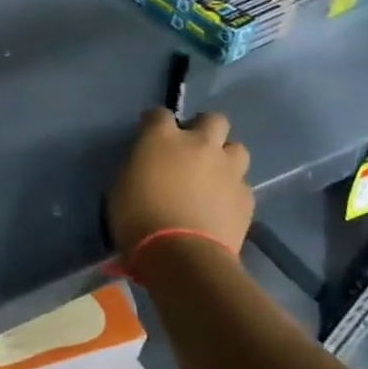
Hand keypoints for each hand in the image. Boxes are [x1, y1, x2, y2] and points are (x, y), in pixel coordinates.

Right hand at [108, 109, 253, 263]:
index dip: (153, 122)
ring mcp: (228, 169)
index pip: (159, 114)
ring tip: (212, 175)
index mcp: (161, 139)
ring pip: (236, 149)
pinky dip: (231, 189)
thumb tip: (148, 163)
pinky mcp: (246, 195)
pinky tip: (220, 205)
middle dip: (204, 129)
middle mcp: (200, 145)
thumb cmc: (137, 218)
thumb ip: (139, 165)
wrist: (181, 254)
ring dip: (224, 157)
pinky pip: (241, 183)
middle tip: (191, 148)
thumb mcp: (121, 185)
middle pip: (213, 119)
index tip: (149, 133)